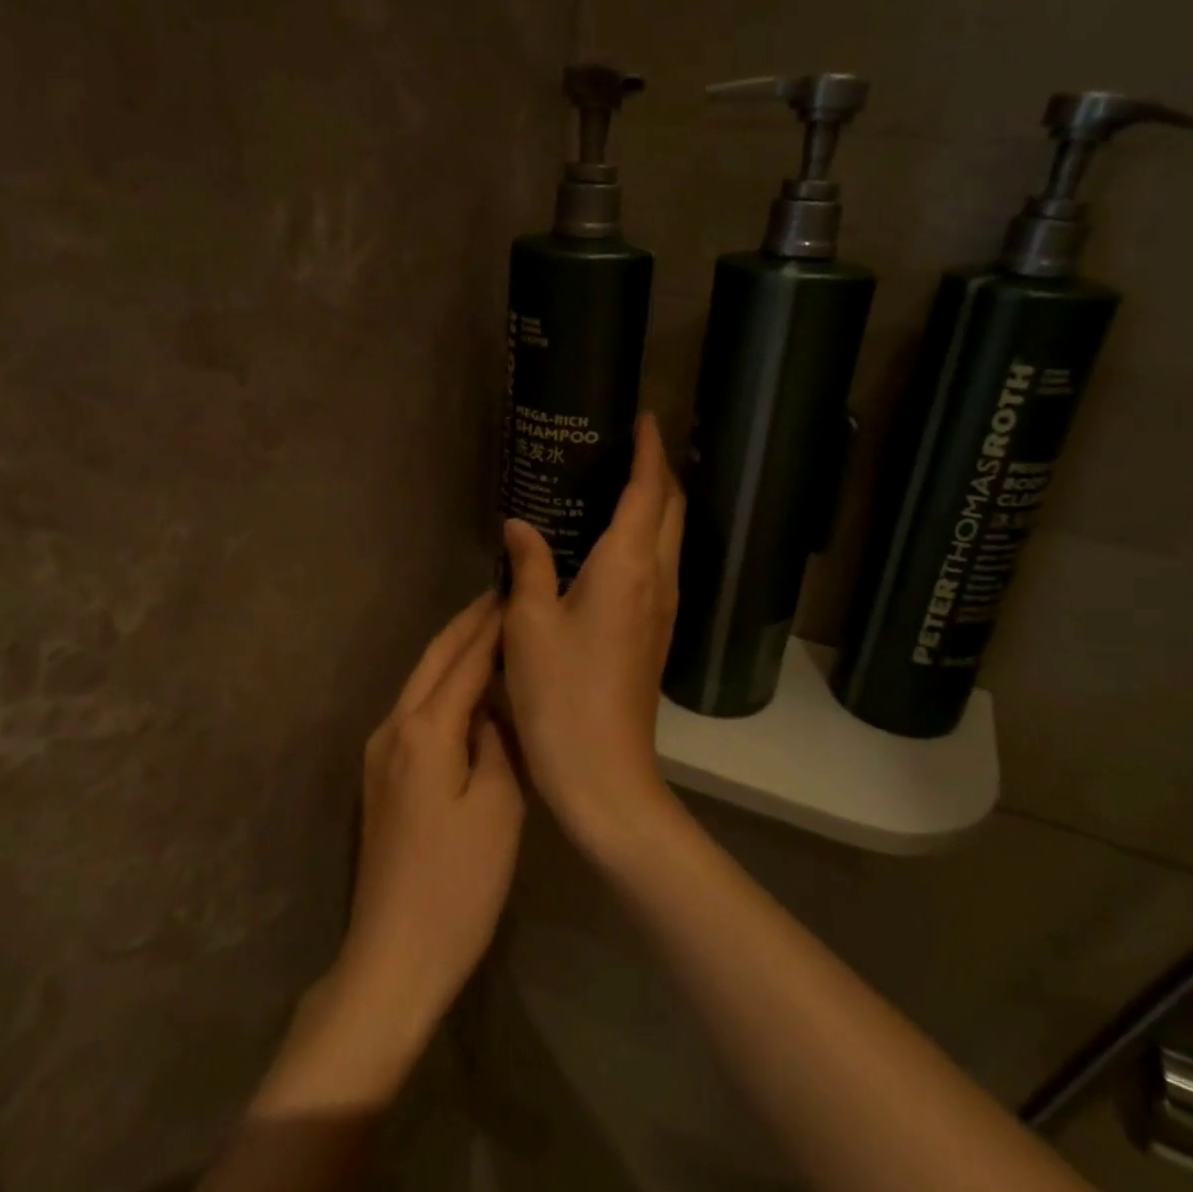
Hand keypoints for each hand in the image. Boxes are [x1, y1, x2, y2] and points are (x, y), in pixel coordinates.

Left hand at [332, 592, 522, 1041]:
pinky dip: (443, 684)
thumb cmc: (458, 884)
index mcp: (425, 730)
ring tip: (490, 629)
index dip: (494, 626)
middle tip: (502, 595)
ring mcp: (380, 751)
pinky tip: (467, 687)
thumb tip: (493, 707)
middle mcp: (394, 727)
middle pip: (435, 659)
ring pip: (421, 681)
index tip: (518, 592)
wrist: (394, 955)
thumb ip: (497, 742)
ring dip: (454, 651)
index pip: (466, 660)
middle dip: (468, 624)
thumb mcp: (499, 808)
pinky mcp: (380, 774)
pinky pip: (416, 709)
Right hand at [500, 414, 685, 854]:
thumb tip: (521, 526)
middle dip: (659, 471)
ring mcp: (665, 609)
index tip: (643, 418)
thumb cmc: (561, 694)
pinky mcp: (657, 633)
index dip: (648, 451)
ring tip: (618, 484)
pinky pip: (659, 566)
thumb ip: (529, 566)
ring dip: (655, 504)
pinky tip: (611, 545)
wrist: (605, 773)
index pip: (648, 491)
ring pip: (671, 538)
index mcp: (628, 566)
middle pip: (671, 509)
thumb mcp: (530, 624)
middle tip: (627, 446)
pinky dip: (646, 538)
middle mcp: (659, 579)